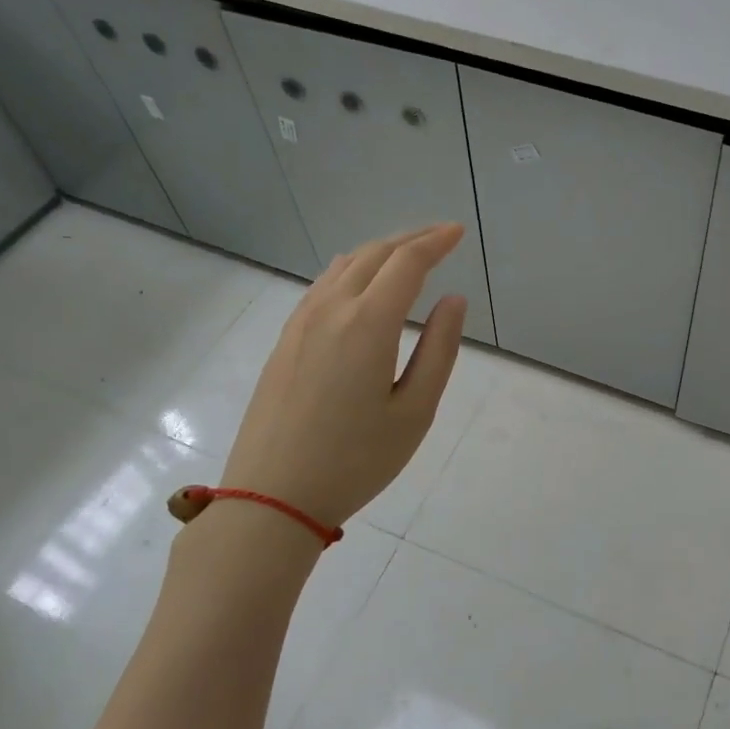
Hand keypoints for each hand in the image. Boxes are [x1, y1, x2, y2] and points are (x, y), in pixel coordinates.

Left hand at [219, 224, 467, 529]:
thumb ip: (439, 350)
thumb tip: (453, 301)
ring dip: (380, 251)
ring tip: (407, 255)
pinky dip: (352, 269)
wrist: (272, 496)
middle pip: (374, 255)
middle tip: (440, 236)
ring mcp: (301, 322)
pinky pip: (323, 285)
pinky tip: (360, 283)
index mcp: (368, 324)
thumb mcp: (414, 412)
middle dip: (411, 239)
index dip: (435, 243)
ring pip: (344, 266)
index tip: (458, 232)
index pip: (406, 263)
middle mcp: (331, 309)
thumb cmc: (355, 460)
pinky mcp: (285, 340)